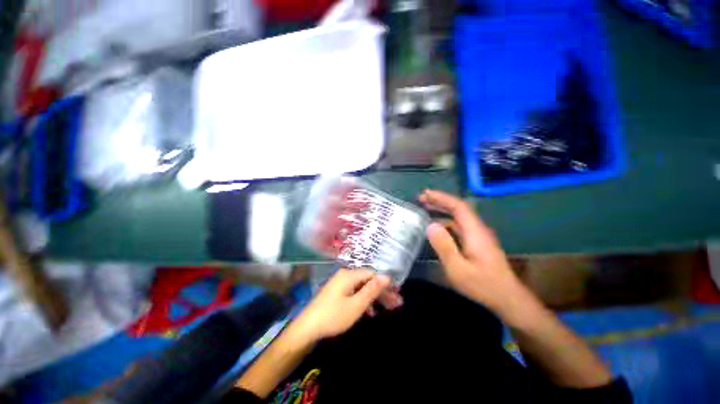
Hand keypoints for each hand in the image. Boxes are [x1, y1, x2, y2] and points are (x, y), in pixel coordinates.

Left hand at [293, 269, 392, 341]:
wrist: (307, 329)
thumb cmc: (333, 316)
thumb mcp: (356, 305)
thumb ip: (372, 289)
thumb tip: (387, 276)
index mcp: (349, 275)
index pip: (373, 274)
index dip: (386, 283)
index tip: (397, 294)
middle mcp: (345, 275)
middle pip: (368, 280)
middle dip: (382, 292)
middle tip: (396, 304)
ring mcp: (340, 284)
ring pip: (362, 287)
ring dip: (375, 298)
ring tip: (388, 309)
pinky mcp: (337, 293)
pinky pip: (355, 293)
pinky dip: (364, 301)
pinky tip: (370, 312)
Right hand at [419, 190, 526, 316]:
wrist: (508, 299)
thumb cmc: (483, 285)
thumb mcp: (458, 268)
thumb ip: (444, 246)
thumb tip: (430, 225)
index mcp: (475, 231)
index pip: (458, 206)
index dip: (441, 197)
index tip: (425, 194)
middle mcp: (477, 229)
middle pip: (458, 208)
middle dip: (440, 201)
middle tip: (421, 199)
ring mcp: (478, 236)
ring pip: (458, 217)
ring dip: (442, 210)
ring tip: (425, 209)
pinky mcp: (477, 243)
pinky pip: (459, 226)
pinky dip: (445, 221)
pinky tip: (437, 227)